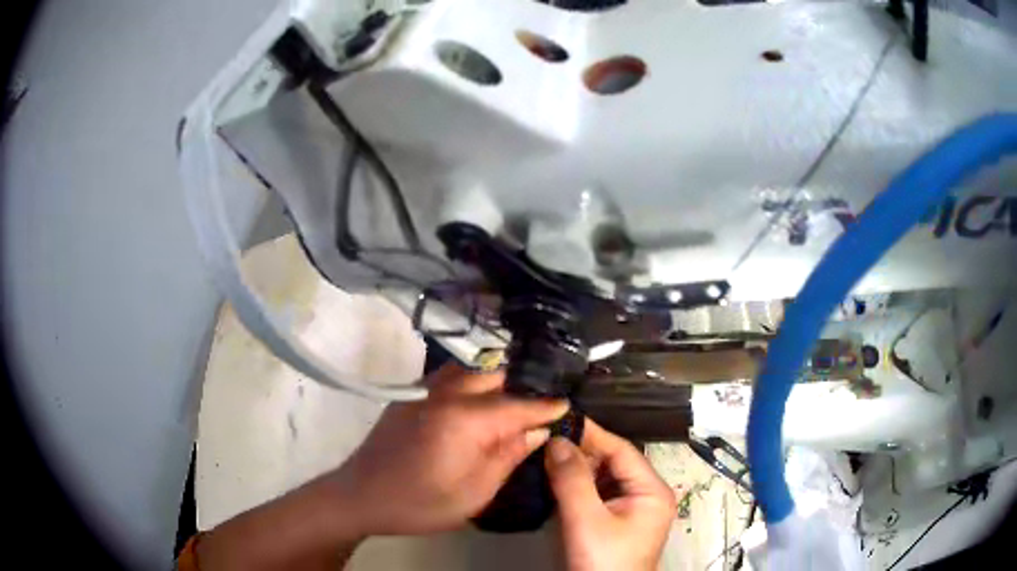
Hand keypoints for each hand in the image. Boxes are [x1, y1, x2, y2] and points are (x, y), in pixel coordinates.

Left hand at [326, 363, 568, 535]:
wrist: (360, 496)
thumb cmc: (420, 503)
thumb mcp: (474, 493)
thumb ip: (507, 457)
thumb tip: (536, 431)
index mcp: (463, 419)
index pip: (516, 405)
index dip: (544, 406)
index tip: (566, 404)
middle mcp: (445, 394)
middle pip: (494, 375)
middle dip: (522, 385)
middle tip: (541, 401)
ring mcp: (424, 390)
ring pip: (470, 369)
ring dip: (495, 378)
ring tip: (515, 395)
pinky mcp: (411, 395)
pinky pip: (449, 377)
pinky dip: (472, 381)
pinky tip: (478, 399)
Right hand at [545, 420, 675, 570]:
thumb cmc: (603, 561)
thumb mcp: (586, 521)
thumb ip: (572, 480)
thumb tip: (556, 440)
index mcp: (652, 490)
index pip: (622, 450)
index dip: (591, 433)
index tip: (560, 419)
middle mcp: (646, 494)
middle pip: (613, 463)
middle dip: (580, 452)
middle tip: (546, 439)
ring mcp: (631, 509)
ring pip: (602, 478)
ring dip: (576, 469)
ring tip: (545, 455)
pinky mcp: (615, 521)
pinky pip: (596, 494)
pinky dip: (576, 486)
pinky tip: (554, 480)